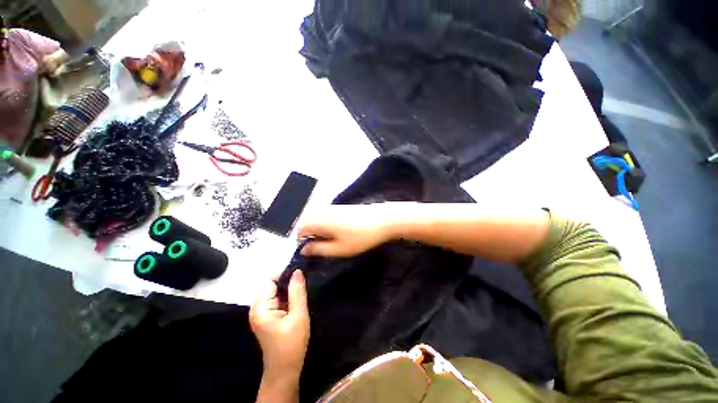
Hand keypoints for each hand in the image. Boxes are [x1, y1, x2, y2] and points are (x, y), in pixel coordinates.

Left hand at [250, 270, 309, 379]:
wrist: (285, 370)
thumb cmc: (292, 344)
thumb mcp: (298, 316)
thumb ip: (297, 292)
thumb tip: (297, 271)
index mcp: (260, 308)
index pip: (269, 281)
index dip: (283, 274)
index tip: (300, 269)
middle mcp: (258, 308)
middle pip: (271, 285)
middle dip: (287, 280)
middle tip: (305, 277)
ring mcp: (263, 313)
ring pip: (275, 291)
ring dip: (288, 287)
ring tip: (304, 284)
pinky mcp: (269, 317)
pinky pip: (277, 299)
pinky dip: (287, 295)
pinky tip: (298, 295)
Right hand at [297, 204, 397, 257]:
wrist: (383, 219)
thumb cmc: (360, 237)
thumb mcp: (339, 249)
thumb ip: (318, 249)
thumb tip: (303, 249)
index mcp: (318, 220)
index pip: (299, 230)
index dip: (302, 243)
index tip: (312, 253)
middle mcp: (322, 211)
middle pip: (308, 224)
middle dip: (312, 237)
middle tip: (325, 248)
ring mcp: (332, 207)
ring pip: (318, 220)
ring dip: (321, 232)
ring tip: (334, 242)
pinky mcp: (341, 207)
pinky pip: (327, 217)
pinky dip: (329, 226)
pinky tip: (341, 233)